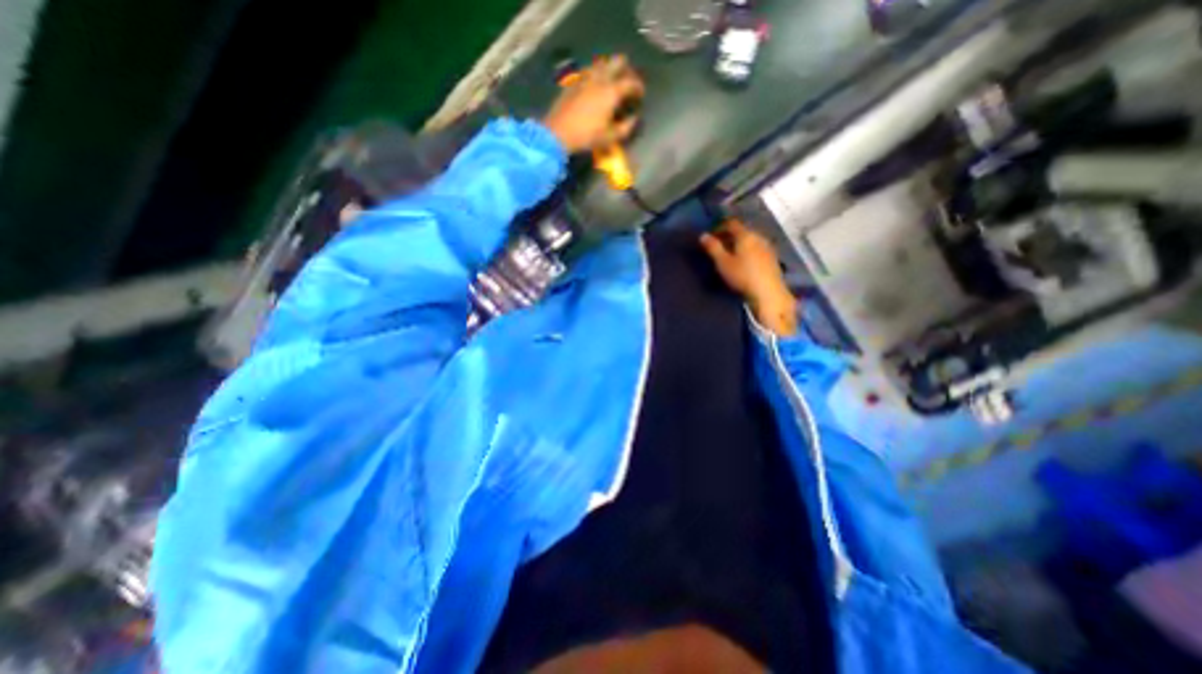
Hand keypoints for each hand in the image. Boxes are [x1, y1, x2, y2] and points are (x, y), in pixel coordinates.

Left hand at [543, 53, 643, 152]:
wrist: (558, 132)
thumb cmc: (587, 136)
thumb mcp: (610, 138)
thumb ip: (626, 128)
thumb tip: (634, 119)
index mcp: (611, 91)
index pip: (631, 82)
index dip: (639, 87)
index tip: (641, 94)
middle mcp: (600, 78)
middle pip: (617, 61)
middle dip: (626, 69)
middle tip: (628, 81)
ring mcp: (585, 77)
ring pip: (602, 63)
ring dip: (610, 69)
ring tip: (611, 81)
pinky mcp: (573, 82)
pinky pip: (588, 71)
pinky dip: (595, 74)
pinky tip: (594, 85)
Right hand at [705, 222, 794, 337]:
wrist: (768, 293)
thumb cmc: (742, 276)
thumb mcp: (722, 263)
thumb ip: (713, 248)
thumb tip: (703, 235)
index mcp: (745, 235)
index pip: (732, 223)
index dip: (720, 227)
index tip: (711, 236)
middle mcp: (758, 237)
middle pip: (742, 231)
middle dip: (729, 236)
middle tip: (718, 246)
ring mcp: (767, 247)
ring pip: (750, 240)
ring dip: (739, 244)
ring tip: (730, 255)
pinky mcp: (772, 258)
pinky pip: (757, 248)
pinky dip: (748, 251)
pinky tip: (744, 262)